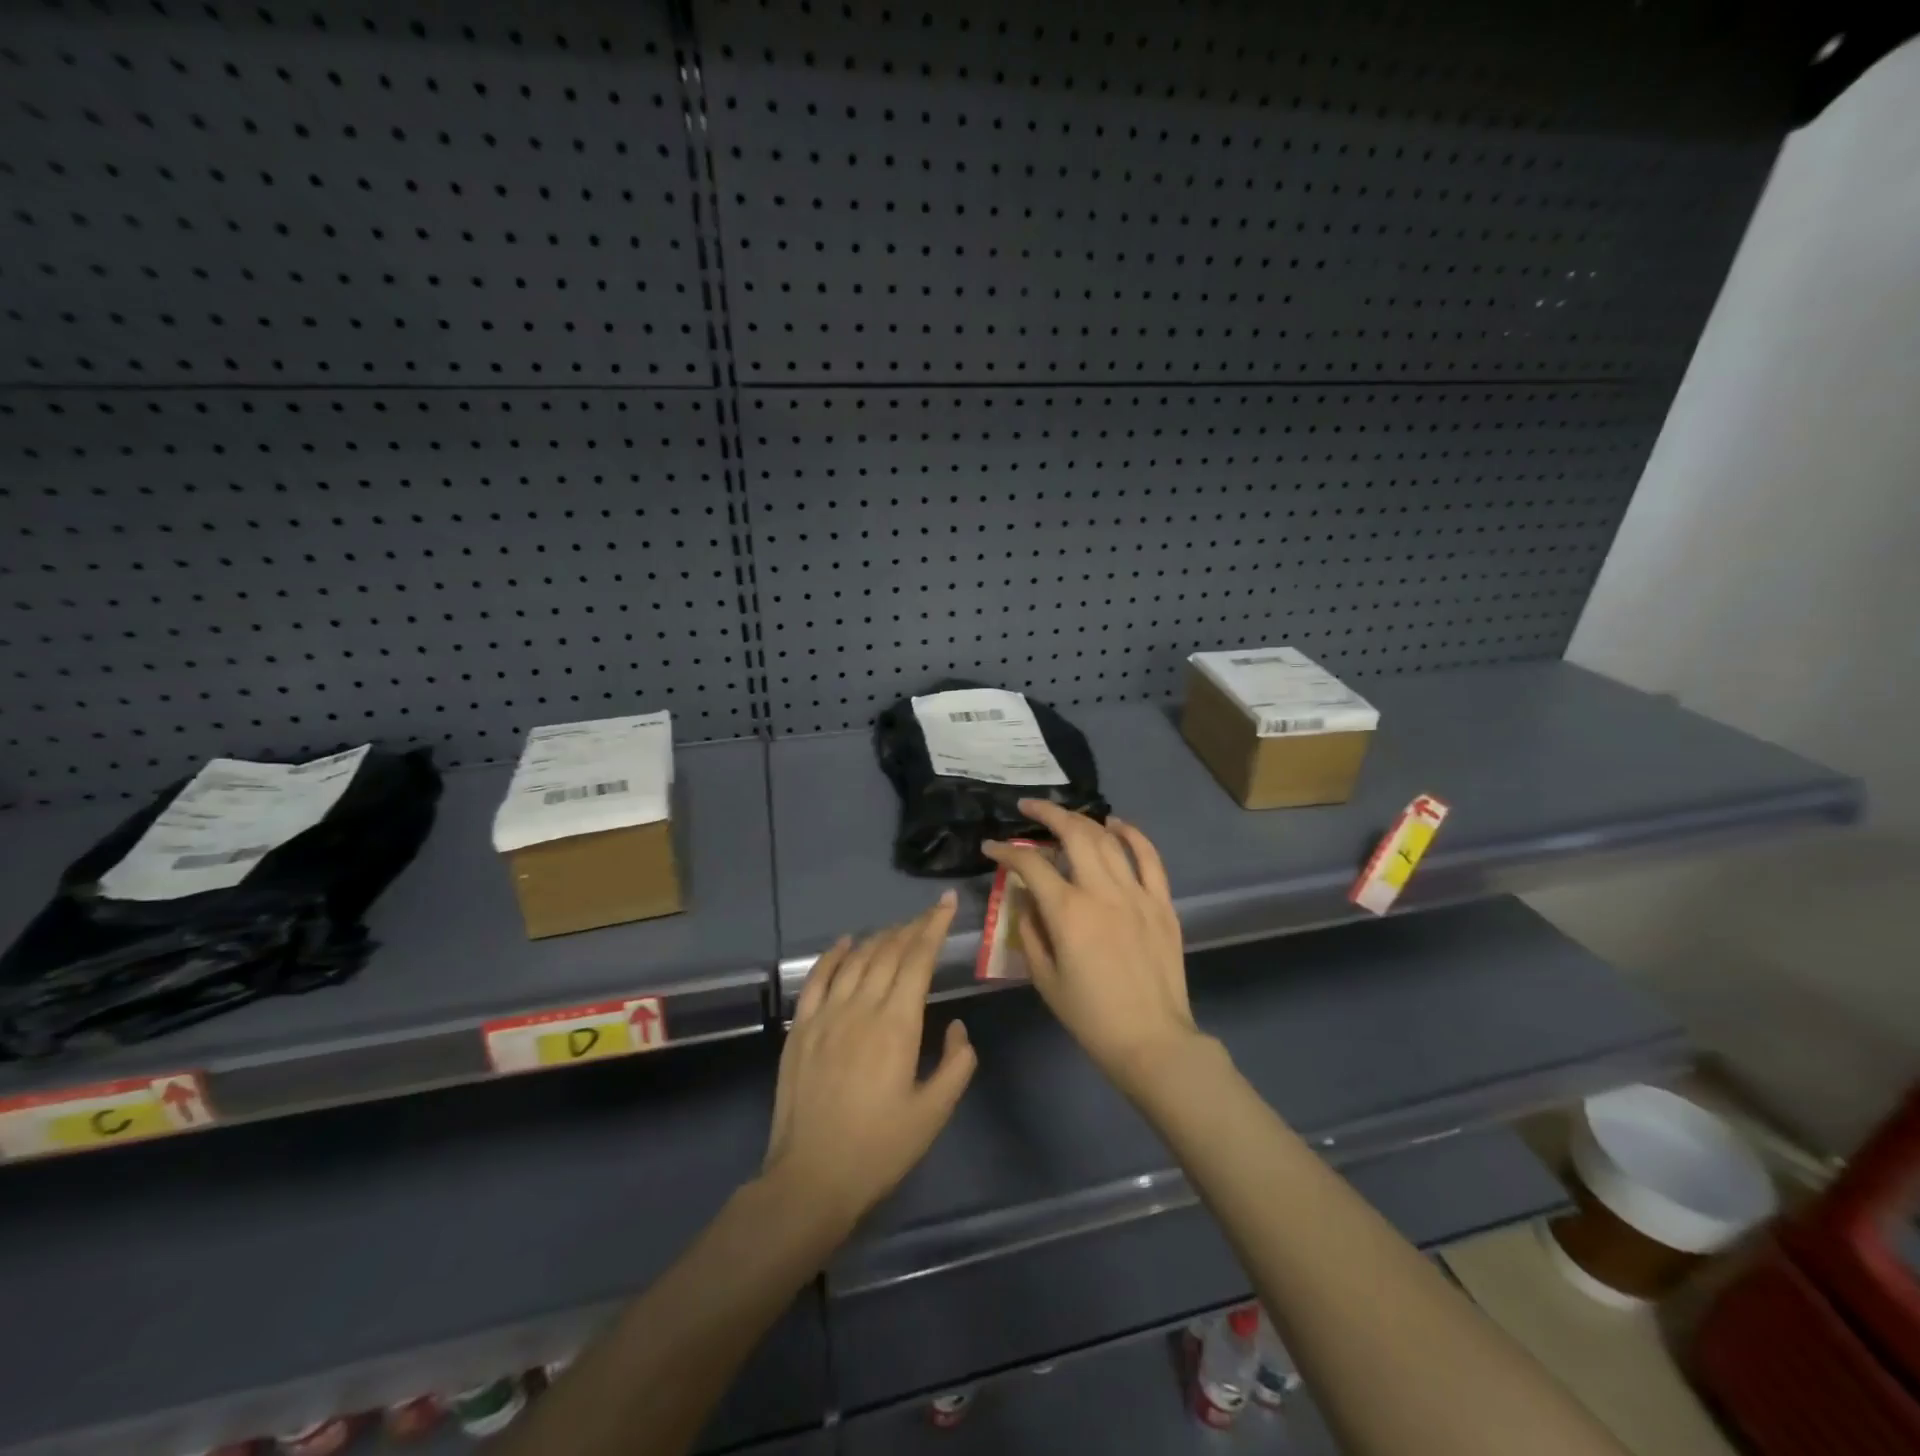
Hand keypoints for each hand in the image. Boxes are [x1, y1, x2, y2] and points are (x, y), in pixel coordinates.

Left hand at [762, 891, 976, 1229]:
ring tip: (897, 929)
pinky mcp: (800, 1027)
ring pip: (857, 959)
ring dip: (880, 938)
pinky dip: (834, 954)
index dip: (934, 927)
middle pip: (889, 952)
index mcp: (897, 1025)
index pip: (918, 959)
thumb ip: (956, 1065)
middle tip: (928, 915)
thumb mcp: (933, 1114)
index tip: (946, 903)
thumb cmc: (879, 1150)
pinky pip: (817, 978)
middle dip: (912, 927)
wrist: (811, 1179)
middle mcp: (861, 1008)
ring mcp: (826, 1014)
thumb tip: (958, 1027)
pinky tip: (846, 943)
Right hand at [983, 800, 1208, 1097]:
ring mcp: (1137, 893)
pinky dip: (1132, 834)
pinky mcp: (1162, 902)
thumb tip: (1026, 898)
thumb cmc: (1090, 1016)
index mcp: (1068, 912)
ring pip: (1108, 839)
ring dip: (1083, 820)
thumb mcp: (1044, 978)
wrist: (1152, 1041)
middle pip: (1073, 834)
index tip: (992, 848)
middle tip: (1028, 808)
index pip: (1031, 865)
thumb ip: (1030, 930)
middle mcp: (1102, 892)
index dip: (1007, 851)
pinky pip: (1149, 857)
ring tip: (1065, 816)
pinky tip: (1116, 824)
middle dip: (1047, 814)